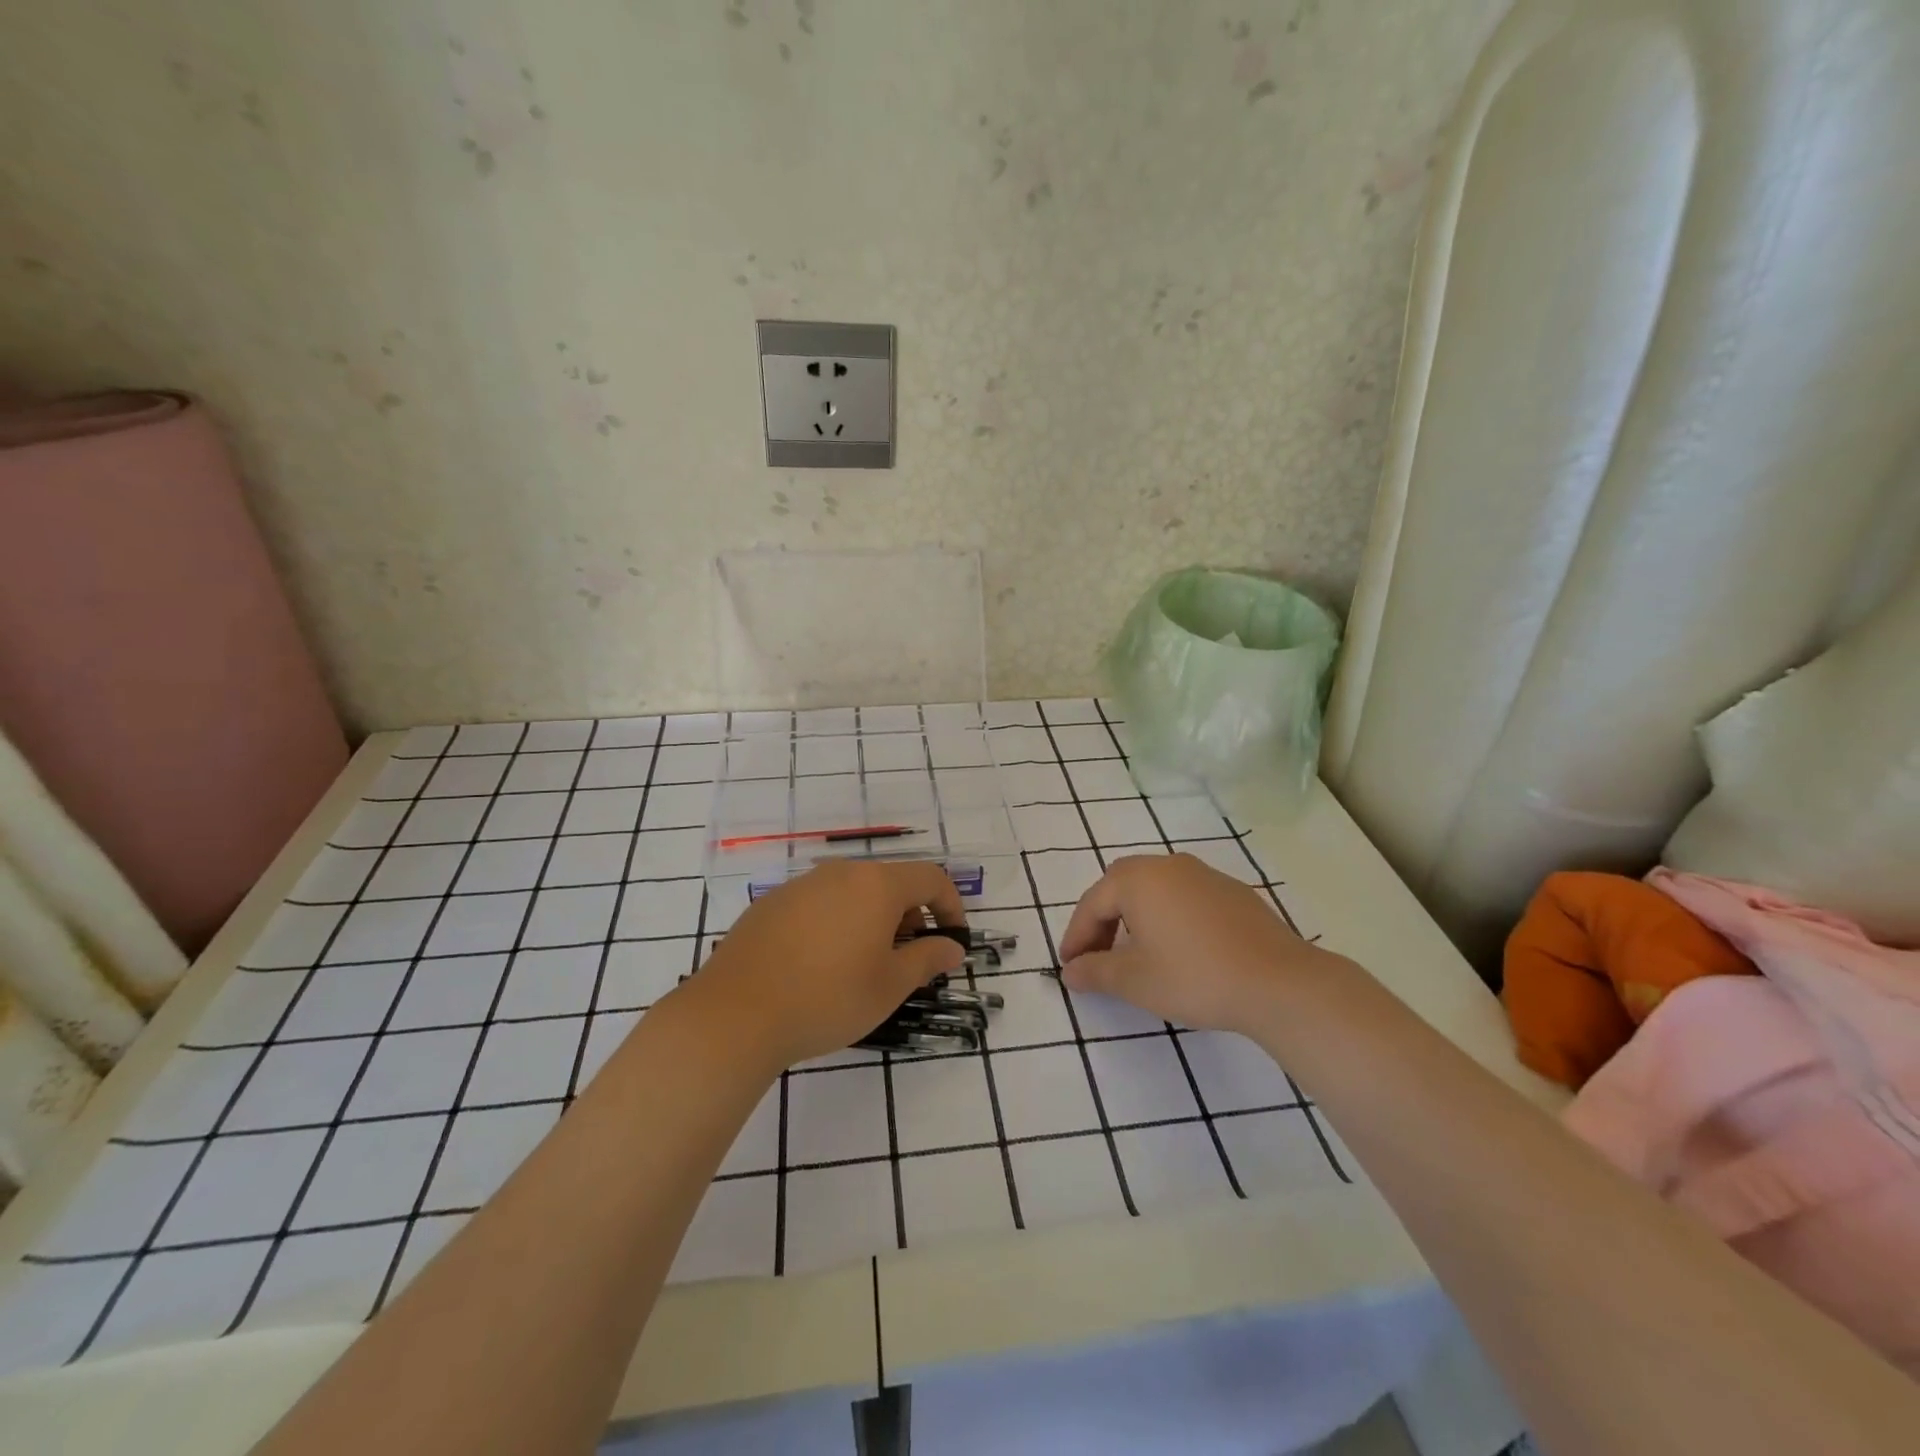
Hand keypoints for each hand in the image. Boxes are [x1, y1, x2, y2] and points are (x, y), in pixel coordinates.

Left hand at [677, 859, 966, 1072]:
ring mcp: (801, 886)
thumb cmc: (828, 998)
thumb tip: (952, 948)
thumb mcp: (889, 985)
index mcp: (876, 885)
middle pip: (890, 882)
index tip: (952, 941)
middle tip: (909, 959)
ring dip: (872, 920)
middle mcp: (840, 873)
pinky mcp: (771, 904)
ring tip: (865, 964)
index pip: (931, 878)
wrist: (736, 1014)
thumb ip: (927, 959)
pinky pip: (819, 904)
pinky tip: (821, 965)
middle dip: (910, 916)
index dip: (950, 906)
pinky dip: (837, 924)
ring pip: (852, 892)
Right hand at [1058, 852, 1332, 1035]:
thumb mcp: (1135, 981)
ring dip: (1136, 915)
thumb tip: (1070, 972)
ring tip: (1136, 953)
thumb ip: (1095, 972)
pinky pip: (1184, 896)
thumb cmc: (1195, 976)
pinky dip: (1168, 916)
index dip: (1077, 936)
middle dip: (1103, 919)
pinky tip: (1179, 949)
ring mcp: (1204, 875)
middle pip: (1121, 885)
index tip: (1070, 966)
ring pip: (1154, 888)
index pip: (1093, 904)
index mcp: (1138, 879)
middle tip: (1098, 955)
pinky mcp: (1232, 892)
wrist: (1279, 982)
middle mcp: (1168, 866)